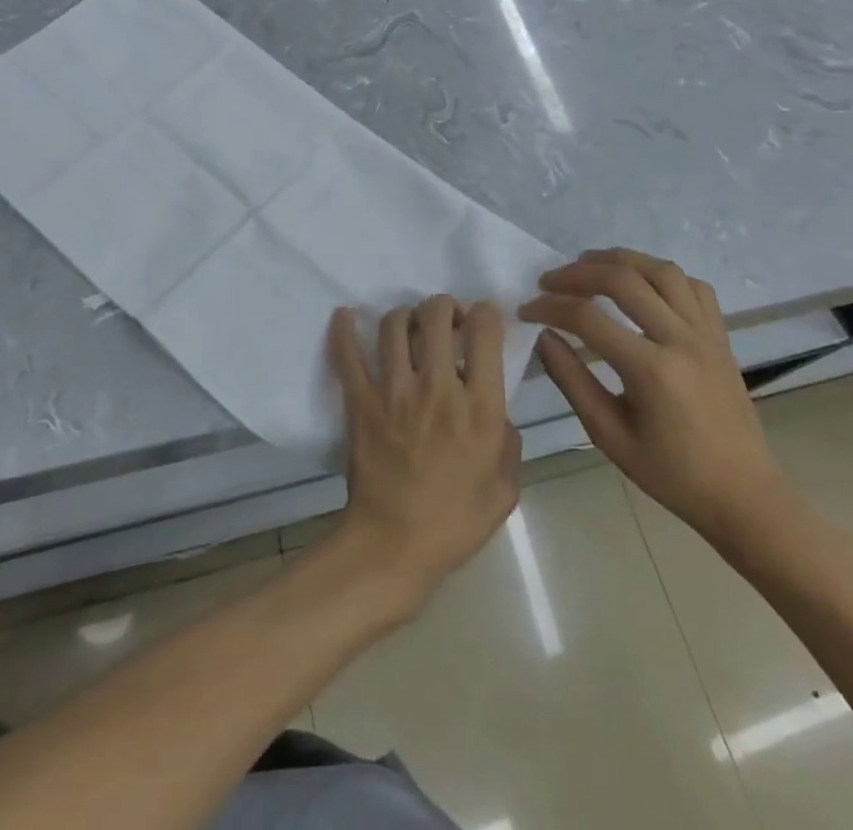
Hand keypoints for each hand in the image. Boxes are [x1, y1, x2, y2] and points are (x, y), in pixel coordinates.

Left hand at [327, 296, 521, 615]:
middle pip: (437, 316)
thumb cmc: (455, 523)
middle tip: (445, 319)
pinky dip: (344, 330)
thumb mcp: (504, 490)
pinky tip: (345, 316)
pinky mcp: (361, 401)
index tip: (482, 319)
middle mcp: (438, 388)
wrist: (394, 546)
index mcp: (479, 408)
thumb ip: (508, 443)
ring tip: (410, 325)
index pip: (485, 333)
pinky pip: (348, 355)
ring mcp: (394, 391)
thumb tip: (498, 413)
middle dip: (444, 306)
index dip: (486, 313)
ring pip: (395, 325)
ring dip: (406, 316)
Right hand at [521, 250, 786, 543]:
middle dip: (578, 273)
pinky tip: (641, 285)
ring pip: (661, 270)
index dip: (549, 307)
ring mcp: (706, 333)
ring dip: (619, 260)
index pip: (588, 318)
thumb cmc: (671, 473)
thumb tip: (544, 337)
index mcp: (651, 370)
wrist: (743, 494)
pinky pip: (692, 286)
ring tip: (589, 265)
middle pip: (623, 279)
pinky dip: (661, 275)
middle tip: (549, 281)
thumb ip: (572, 381)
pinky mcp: (720, 335)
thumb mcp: (609, 435)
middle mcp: (681, 339)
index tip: (526, 309)